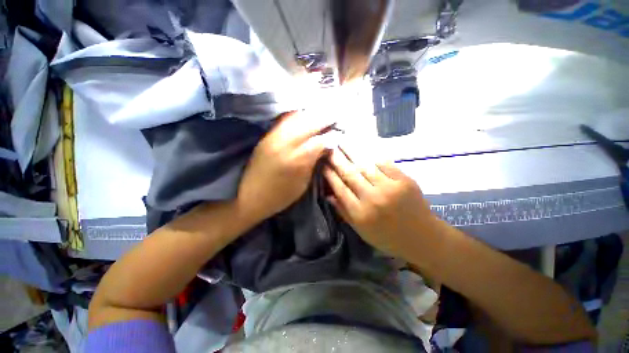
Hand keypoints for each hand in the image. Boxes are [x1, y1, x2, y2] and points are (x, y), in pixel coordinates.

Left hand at [237, 111, 333, 223]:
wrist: (249, 197)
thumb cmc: (280, 196)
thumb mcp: (303, 183)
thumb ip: (314, 162)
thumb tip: (325, 146)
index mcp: (296, 160)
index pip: (319, 140)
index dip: (331, 134)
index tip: (339, 132)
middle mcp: (285, 143)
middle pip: (308, 122)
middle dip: (324, 117)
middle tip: (335, 115)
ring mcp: (273, 137)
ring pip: (296, 117)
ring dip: (311, 114)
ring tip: (321, 113)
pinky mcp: (266, 136)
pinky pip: (284, 120)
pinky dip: (297, 115)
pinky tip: (304, 115)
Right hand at [323, 147, 438, 258]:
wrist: (423, 237)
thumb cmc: (388, 237)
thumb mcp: (361, 231)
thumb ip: (344, 212)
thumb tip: (328, 195)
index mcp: (361, 213)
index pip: (340, 188)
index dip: (330, 175)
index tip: (322, 165)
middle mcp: (373, 199)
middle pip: (350, 174)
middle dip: (337, 159)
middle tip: (329, 148)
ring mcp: (389, 188)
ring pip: (365, 165)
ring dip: (352, 152)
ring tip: (342, 142)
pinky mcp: (404, 180)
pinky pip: (384, 164)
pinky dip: (372, 156)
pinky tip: (363, 148)